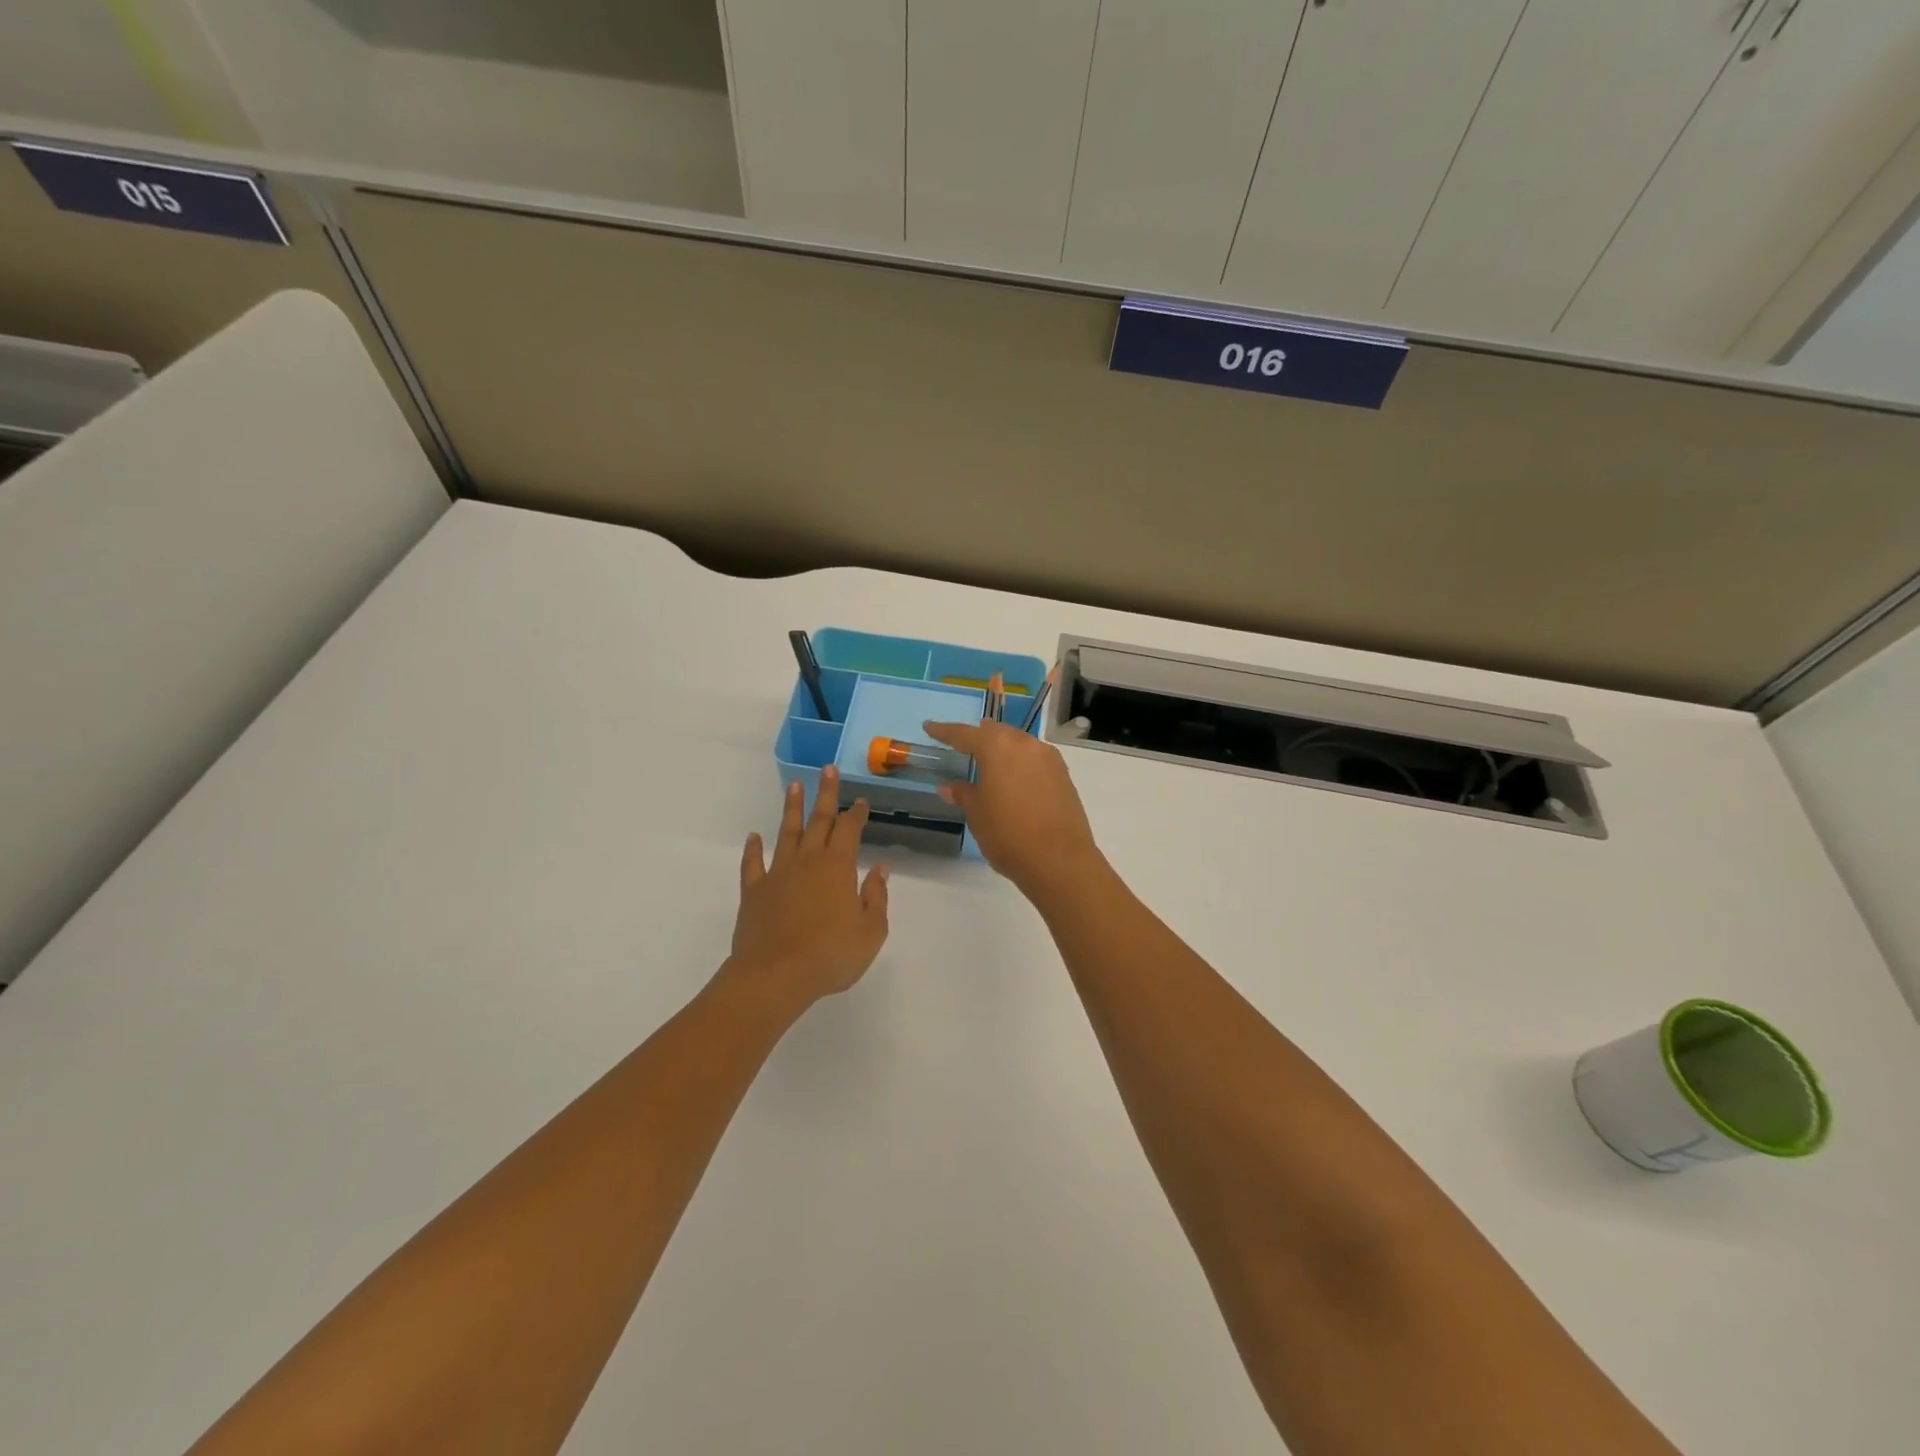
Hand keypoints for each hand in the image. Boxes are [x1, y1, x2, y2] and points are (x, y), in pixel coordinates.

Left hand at [727, 767, 889, 1010]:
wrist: (774, 976)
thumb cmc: (830, 955)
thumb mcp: (870, 931)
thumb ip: (876, 897)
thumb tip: (880, 868)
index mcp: (838, 867)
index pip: (849, 830)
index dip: (856, 814)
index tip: (860, 801)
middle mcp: (807, 861)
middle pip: (818, 821)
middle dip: (825, 794)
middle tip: (828, 770)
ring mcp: (777, 874)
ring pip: (786, 833)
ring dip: (792, 809)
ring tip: (795, 786)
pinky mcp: (754, 892)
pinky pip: (753, 864)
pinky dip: (753, 849)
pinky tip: (754, 837)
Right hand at [923, 718, 1102, 898]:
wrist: (1060, 860)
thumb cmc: (1008, 835)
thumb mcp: (978, 815)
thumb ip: (964, 794)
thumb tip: (949, 786)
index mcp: (997, 748)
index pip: (964, 734)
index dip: (945, 731)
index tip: (930, 727)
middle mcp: (1024, 744)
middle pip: (996, 733)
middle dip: (978, 736)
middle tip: (962, 741)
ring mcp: (1048, 758)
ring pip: (1019, 743)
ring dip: (1002, 747)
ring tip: (989, 757)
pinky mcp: (1063, 775)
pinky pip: (1035, 758)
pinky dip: (1020, 762)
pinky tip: (1015, 775)